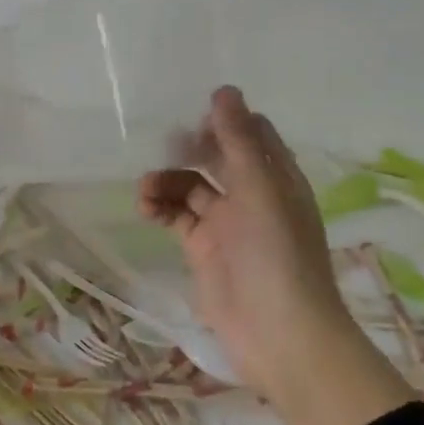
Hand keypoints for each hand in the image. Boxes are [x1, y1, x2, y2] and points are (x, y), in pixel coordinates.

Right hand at [139, 86, 349, 391]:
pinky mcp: (203, 249)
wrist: (278, 334)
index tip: (193, 116)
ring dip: (167, 181)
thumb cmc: (277, 256)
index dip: (225, 121)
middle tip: (164, 146)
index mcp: (277, 178)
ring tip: (146, 191)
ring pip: (191, 187)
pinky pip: (177, 217)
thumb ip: (239, 141)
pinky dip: (160, 208)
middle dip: (189, 149)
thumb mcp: (260, 191)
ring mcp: (227, 224)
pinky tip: (146, 209)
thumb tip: (223, 90)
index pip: (252, 134)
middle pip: (216, 157)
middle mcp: (253, 196)